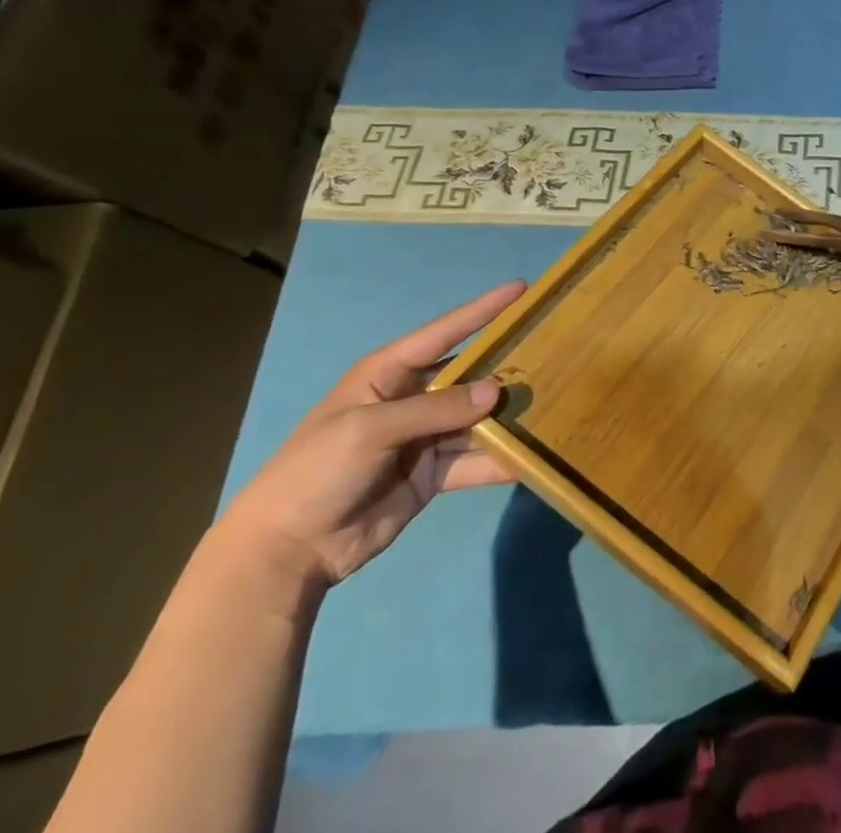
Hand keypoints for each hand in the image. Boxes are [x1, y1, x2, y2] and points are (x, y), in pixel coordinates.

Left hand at [218, 283, 525, 590]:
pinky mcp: (434, 473)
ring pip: (478, 418)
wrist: (285, 552)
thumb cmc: (317, 471)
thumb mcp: (370, 429)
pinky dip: (500, 459)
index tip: (522, 289)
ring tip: (555, 402)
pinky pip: (475, 459)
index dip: (483, 309)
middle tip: (555, 351)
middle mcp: (413, 398)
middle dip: (507, 365)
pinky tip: (532, 456)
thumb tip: (497, 392)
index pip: (445, 332)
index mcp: (389, 373)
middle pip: (470, 375)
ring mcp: (425, 437)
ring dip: (509, 415)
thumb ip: (436, 408)